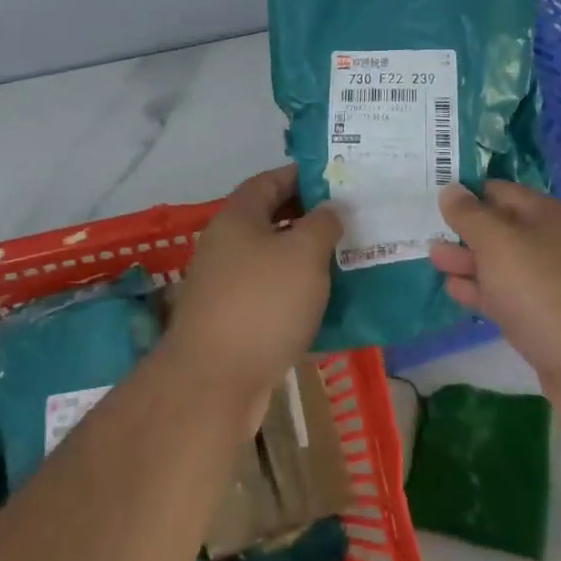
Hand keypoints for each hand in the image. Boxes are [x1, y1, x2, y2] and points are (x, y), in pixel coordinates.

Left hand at [166, 166, 339, 428]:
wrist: (213, 383)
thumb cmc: (263, 304)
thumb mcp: (304, 253)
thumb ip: (323, 223)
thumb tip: (330, 208)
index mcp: (238, 217)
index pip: (270, 180)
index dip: (303, 176)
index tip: (336, 181)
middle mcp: (225, 244)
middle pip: (270, 219)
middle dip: (308, 219)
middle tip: (348, 222)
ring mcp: (224, 284)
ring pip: (271, 259)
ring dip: (304, 259)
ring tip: (344, 261)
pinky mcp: (229, 321)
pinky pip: (268, 294)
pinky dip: (294, 294)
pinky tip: (324, 305)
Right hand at [430, 181, 560, 442]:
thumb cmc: (545, 290)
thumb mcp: (498, 242)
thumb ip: (470, 215)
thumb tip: (451, 189)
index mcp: (545, 214)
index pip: (498, 190)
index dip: (465, 193)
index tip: (432, 198)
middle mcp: (551, 243)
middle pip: (500, 228)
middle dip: (463, 231)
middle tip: (425, 232)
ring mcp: (551, 284)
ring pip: (502, 265)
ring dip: (468, 262)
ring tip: (433, 260)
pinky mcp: (546, 321)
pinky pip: (507, 297)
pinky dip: (481, 292)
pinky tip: (455, 292)